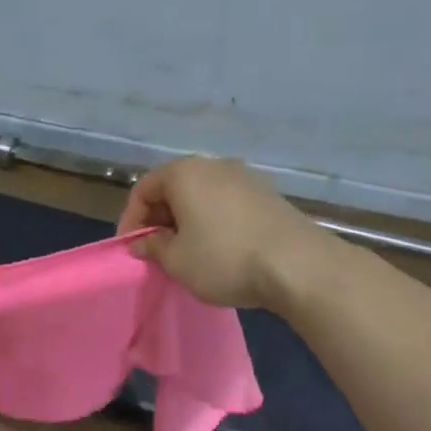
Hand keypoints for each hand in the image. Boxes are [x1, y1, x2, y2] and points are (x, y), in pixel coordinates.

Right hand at [116, 157, 316, 310]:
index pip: (143, 189)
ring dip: (187, 221)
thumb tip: (143, 242)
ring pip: (201, 196)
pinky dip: (213, 221)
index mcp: (183, 172)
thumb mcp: (176, 260)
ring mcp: (245, 177)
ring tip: (187, 253)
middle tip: (157, 251)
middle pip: (173, 188)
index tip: (132, 249)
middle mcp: (213, 165)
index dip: (131, 220)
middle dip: (159, 219)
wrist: (299, 265)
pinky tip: (218, 249)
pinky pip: (226, 203)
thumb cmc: (224, 258)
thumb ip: (153, 247)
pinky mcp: (268, 194)